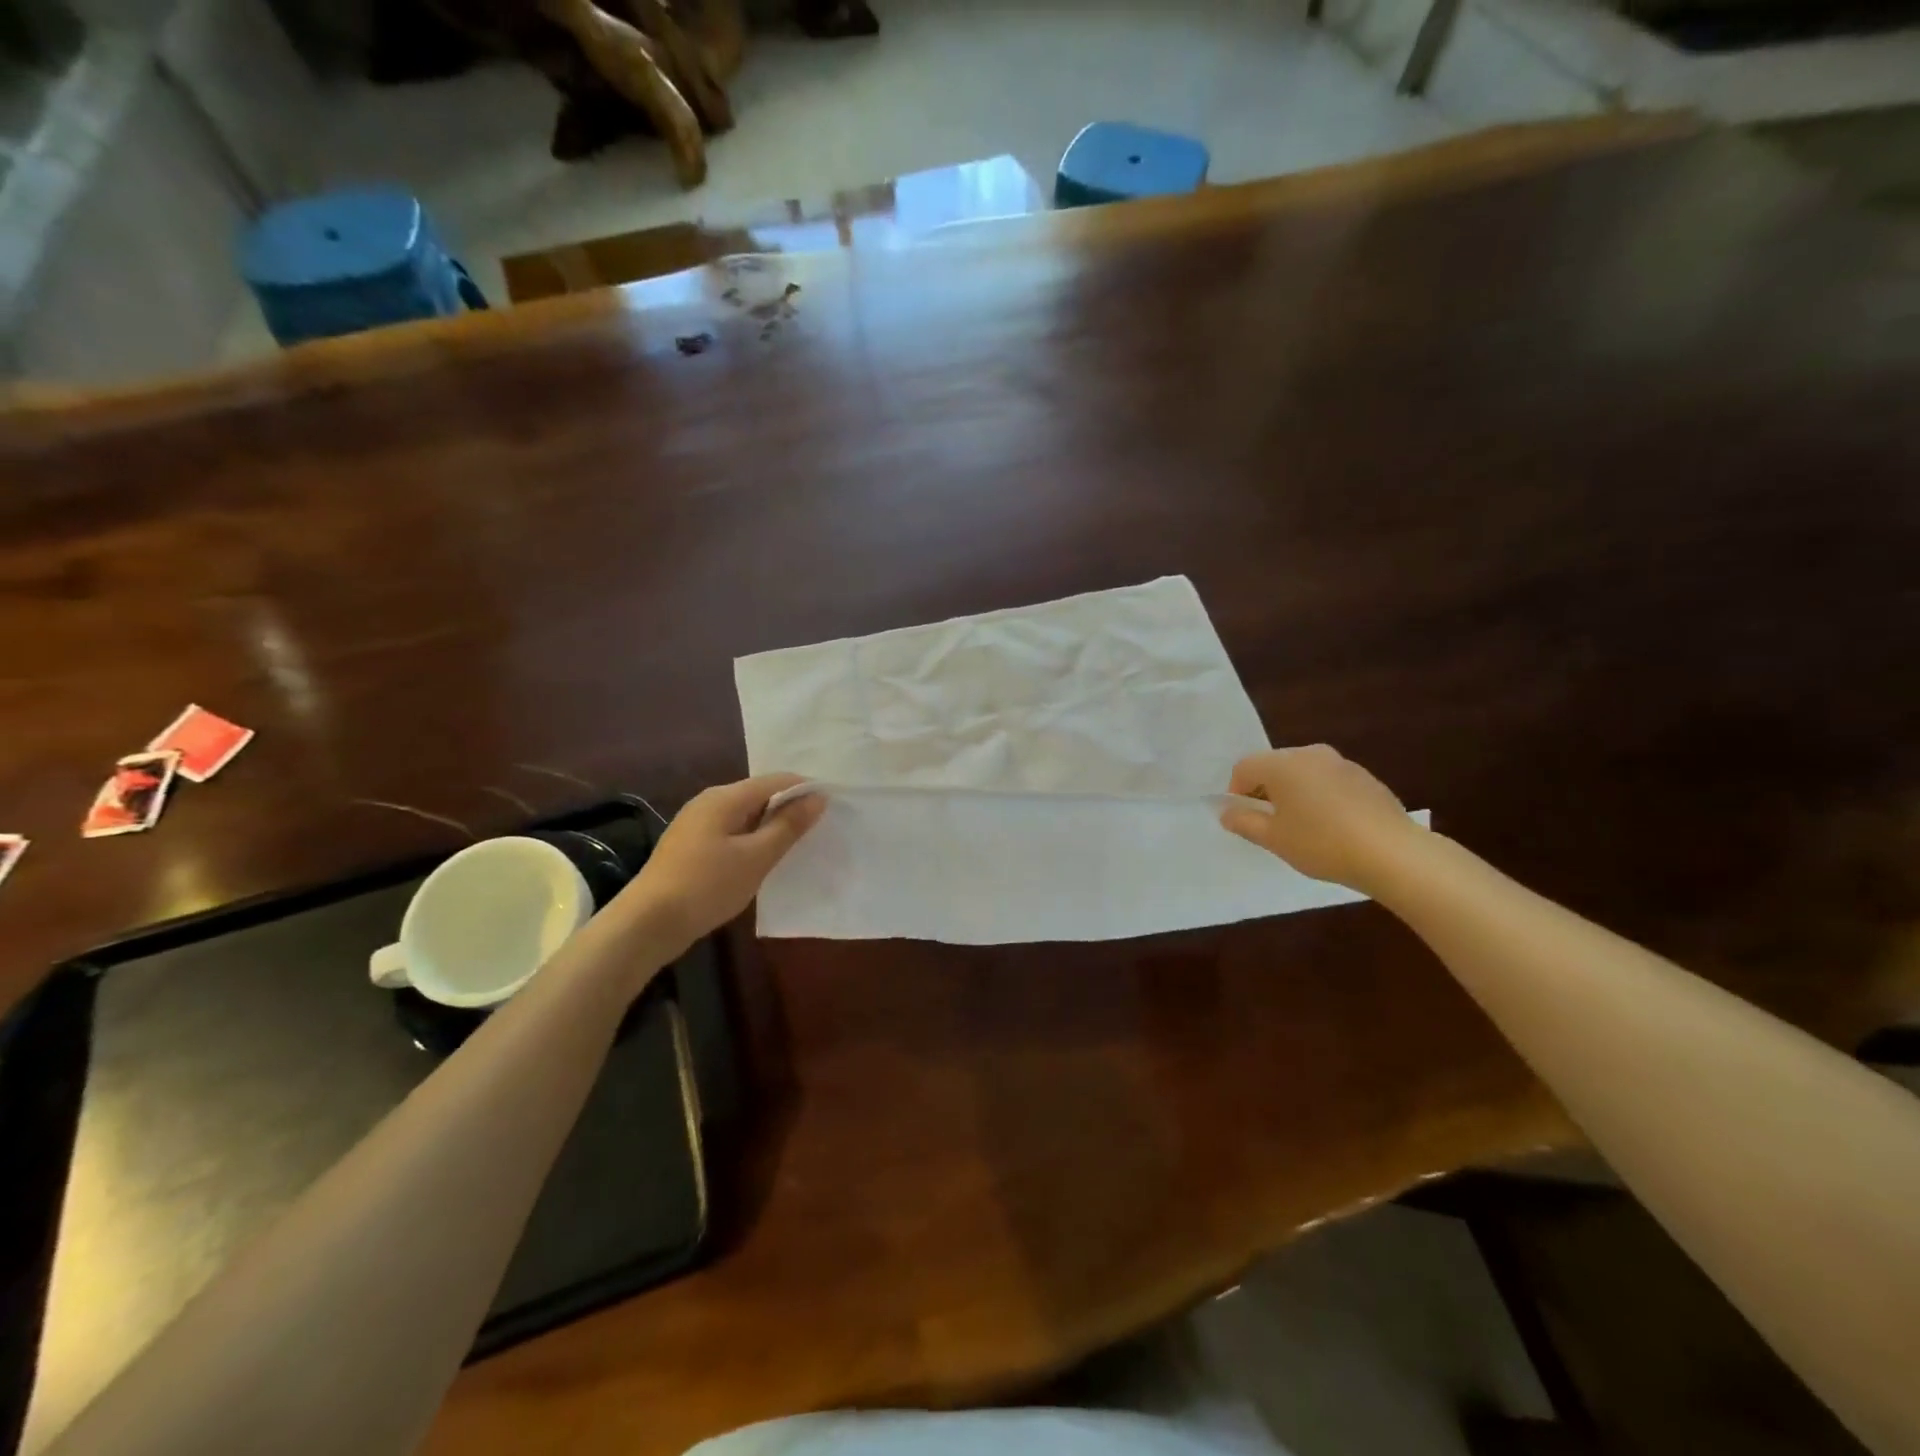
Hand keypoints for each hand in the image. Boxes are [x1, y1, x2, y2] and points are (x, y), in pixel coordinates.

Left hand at [619, 773, 824, 955]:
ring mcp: (696, 823)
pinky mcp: (690, 845)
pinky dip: (751, 838)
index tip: (832, 807)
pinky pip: (731, 831)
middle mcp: (709, 801)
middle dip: (788, 807)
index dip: (805, 789)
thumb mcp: (756, 857)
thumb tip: (817, 797)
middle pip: (759, 794)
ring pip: (744, 814)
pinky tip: (761, 859)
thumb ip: (788, 826)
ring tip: (796, 844)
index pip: (775, 780)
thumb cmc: (707, 886)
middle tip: (819, 828)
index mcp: (725, 797)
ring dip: (770, 825)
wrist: (647, 923)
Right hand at [1219, 745, 1421, 892]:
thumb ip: (1244, 822)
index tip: (1245, 820)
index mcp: (1283, 763)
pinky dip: (1320, 797)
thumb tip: (1227, 812)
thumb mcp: (1273, 838)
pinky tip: (1332, 827)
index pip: (1244, 768)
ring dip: (1293, 794)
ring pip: (1302, 773)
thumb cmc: (1321, 843)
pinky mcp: (1365, 778)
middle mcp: (1311, 753)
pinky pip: (1328, 782)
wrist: (1392, 853)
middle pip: (1273, 766)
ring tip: (1302, 828)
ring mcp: (1341, 763)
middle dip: (1264, 792)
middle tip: (1270, 825)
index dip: (1236, 794)